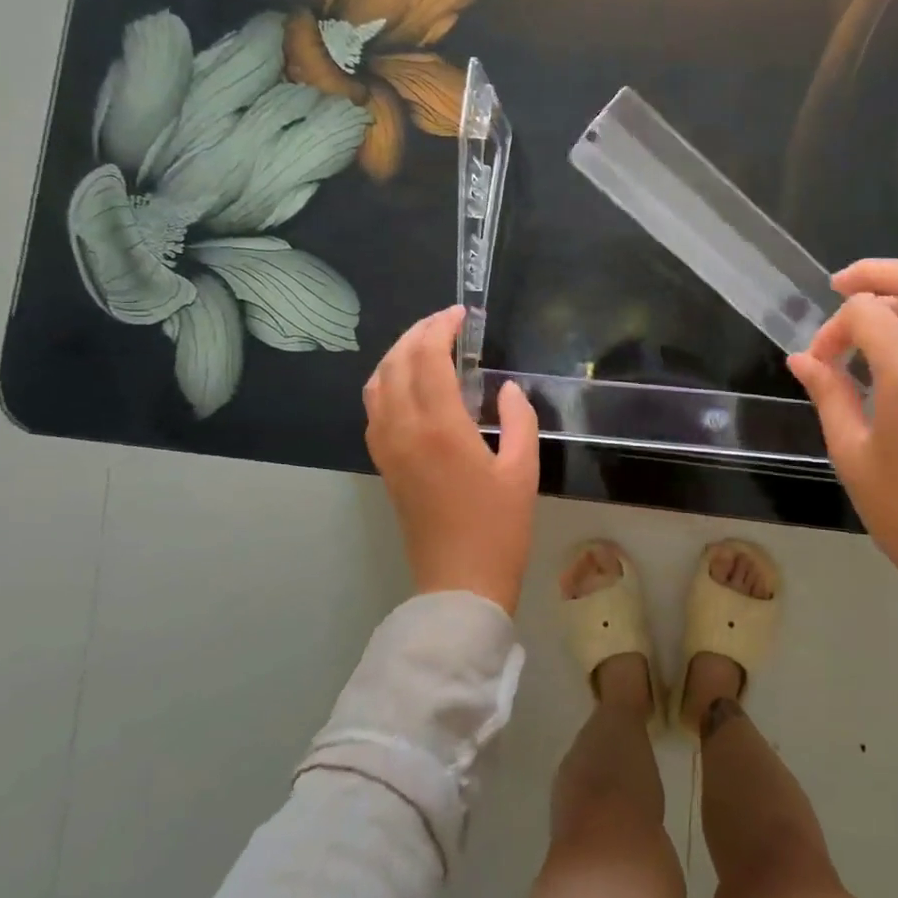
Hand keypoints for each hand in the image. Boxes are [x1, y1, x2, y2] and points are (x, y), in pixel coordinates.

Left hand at [363, 306, 539, 614]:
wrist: (458, 583)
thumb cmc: (498, 528)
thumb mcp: (522, 469)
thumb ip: (518, 419)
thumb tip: (506, 389)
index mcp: (439, 427)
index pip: (428, 357)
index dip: (441, 327)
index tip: (462, 314)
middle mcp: (403, 429)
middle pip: (396, 362)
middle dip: (418, 332)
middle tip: (447, 322)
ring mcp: (387, 447)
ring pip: (377, 382)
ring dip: (399, 353)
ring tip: (428, 345)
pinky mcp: (383, 463)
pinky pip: (374, 407)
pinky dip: (388, 381)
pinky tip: (412, 384)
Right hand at [787, 260, 897, 605]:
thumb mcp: (851, 453)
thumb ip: (828, 393)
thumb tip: (802, 358)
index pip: (866, 311)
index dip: (832, 329)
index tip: (818, 365)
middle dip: (874, 273)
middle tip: (837, 286)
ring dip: (894, 303)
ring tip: (857, 331)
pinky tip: (886, 362)